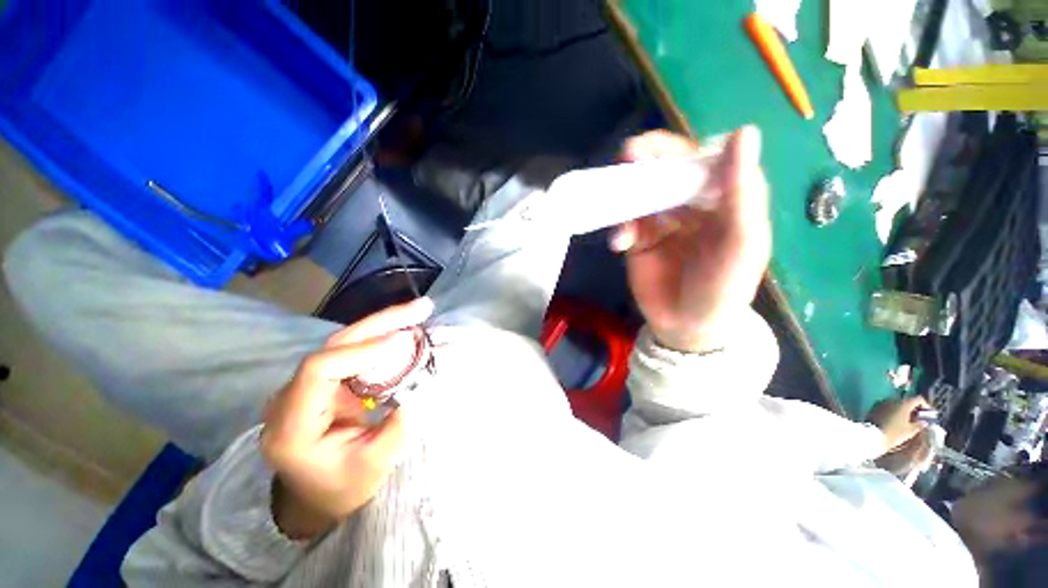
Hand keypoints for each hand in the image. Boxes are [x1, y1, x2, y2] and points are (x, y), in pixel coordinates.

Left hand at [260, 298, 433, 538]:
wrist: (316, 493)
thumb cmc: (340, 487)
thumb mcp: (372, 468)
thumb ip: (396, 429)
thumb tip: (418, 387)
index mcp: (291, 426)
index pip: (319, 370)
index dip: (362, 351)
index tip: (404, 341)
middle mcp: (291, 396)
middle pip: (334, 345)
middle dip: (381, 323)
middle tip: (421, 309)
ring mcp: (307, 383)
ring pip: (345, 341)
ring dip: (384, 323)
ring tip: (418, 311)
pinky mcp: (325, 379)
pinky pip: (354, 349)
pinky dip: (381, 335)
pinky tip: (403, 326)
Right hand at [611, 127, 770, 351]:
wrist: (686, 326)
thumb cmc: (722, 288)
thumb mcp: (740, 244)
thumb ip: (742, 193)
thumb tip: (744, 131)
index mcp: (723, 197)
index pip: (700, 158)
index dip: (676, 148)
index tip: (652, 147)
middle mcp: (690, 203)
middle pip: (665, 170)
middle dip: (645, 162)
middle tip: (627, 156)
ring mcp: (661, 220)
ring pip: (640, 193)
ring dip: (625, 193)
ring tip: (614, 199)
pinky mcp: (639, 238)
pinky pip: (624, 223)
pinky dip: (619, 229)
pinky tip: (619, 244)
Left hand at [865, 396, 931, 451]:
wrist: (872, 436)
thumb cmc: (894, 433)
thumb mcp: (911, 431)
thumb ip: (919, 424)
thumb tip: (924, 422)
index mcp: (903, 403)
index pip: (918, 399)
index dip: (925, 406)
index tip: (928, 415)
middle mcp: (892, 399)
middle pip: (907, 401)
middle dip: (914, 409)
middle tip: (918, 419)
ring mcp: (881, 402)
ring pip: (896, 404)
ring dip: (903, 410)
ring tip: (908, 421)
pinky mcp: (874, 408)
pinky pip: (887, 407)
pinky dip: (894, 412)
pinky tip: (896, 421)